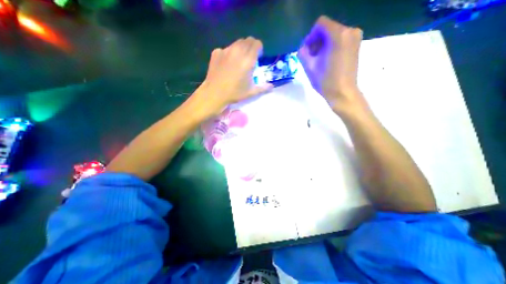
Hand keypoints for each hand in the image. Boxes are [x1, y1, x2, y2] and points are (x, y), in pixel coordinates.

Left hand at [192, 37, 275, 116]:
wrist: (214, 93)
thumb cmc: (234, 93)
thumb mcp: (251, 92)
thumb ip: (263, 88)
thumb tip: (272, 87)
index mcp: (248, 60)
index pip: (257, 44)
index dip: (259, 48)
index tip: (258, 56)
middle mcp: (237, 51)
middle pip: (247, 40)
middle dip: (251, 47)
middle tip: (250, 58)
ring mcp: (225, 50)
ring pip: (236, 43)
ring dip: (241, 49)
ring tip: (239, 61)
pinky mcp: (216, 53)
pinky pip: (226, 49)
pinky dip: (229, 53)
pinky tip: (227, 64)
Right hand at [298, 16, 365, 111]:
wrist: (343, 93)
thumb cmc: (326, 81)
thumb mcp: (309, 67)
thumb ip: (302, 53)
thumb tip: (303, 48)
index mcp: (338, 35)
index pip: (320, 24)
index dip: (310, 36)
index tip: (307, 51)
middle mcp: (350, 31)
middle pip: (327, 29)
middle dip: (316, 42)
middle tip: (311, 58)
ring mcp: (355, 38)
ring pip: (333, 34)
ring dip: (323, 45)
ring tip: (318, 61)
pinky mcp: (356, 45)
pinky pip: (340, 40)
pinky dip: (331, 47)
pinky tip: (326, 60)